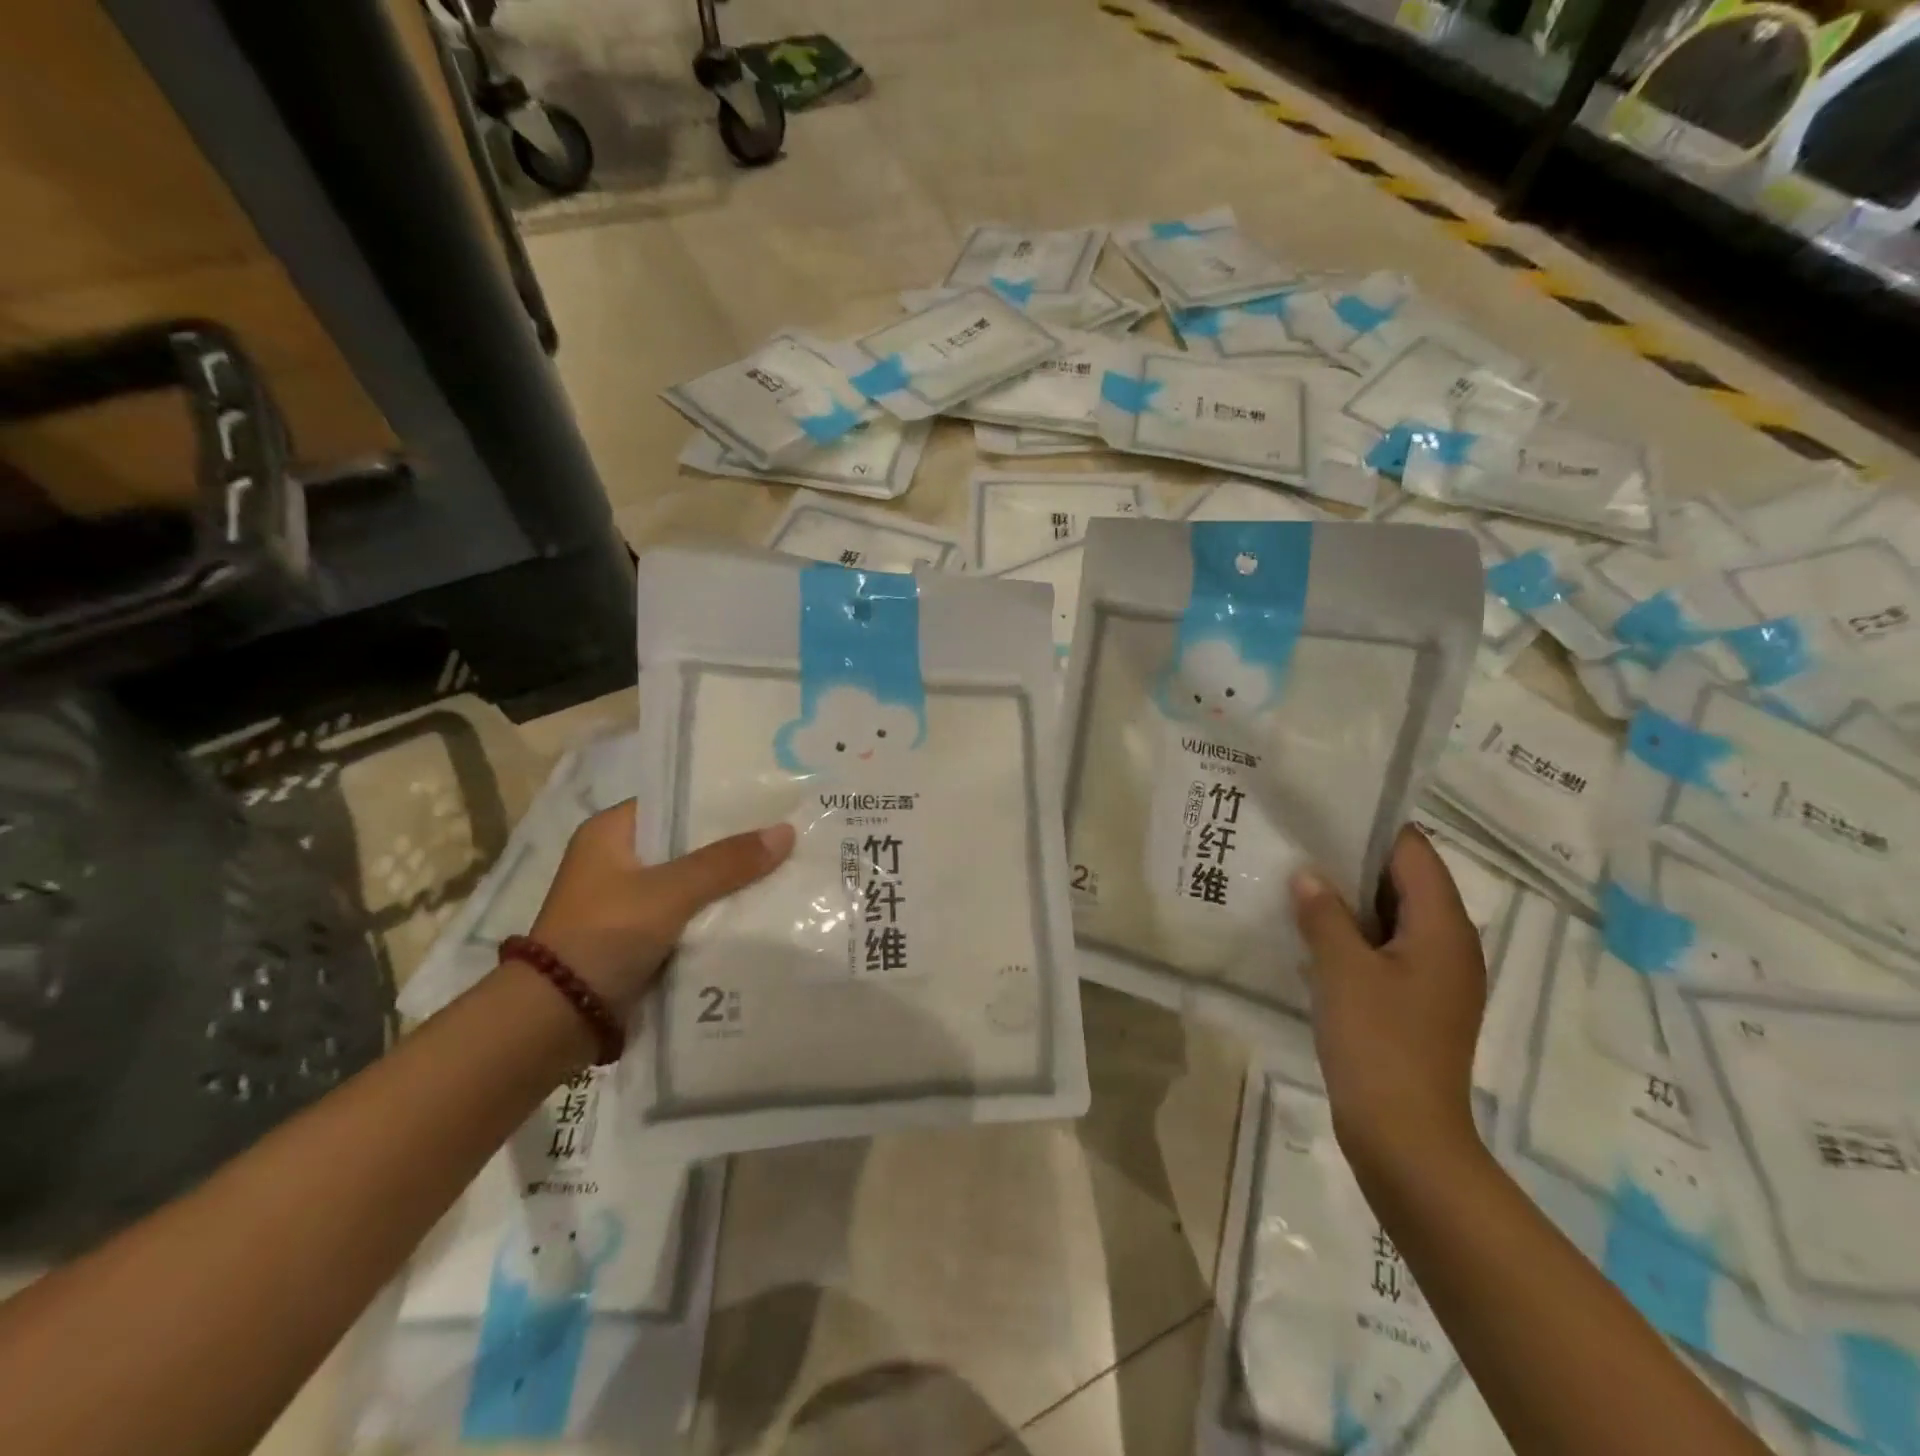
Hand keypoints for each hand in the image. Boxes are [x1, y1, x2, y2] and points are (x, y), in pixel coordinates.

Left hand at [527, 800, 795, 1011]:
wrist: (558, 1019)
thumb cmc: (606, 935)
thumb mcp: (671, 892)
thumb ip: (727, 862)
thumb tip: (787, 831)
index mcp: (611, 832)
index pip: (676, 800)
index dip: (721, 800)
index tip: (768, 800)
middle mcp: (618, 860)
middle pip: (688, 843)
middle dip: (733, 845)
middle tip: (786, 834)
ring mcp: (628, 901)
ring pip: (692, 881)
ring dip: (728, 882)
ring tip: (784, 868)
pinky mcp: (639, 936)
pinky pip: (689, 914)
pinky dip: (717, 913)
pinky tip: (759, 909)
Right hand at [1291, 826, 1487, 1189]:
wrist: (1405, 1137)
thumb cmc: (1378, 1043)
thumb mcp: (1341, 969)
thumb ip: (1323, 914)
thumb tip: (1307, 876)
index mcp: (1443, 928)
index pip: (1413, 853)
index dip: (1371, 830)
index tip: (1322, 814)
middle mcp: (1450, 946)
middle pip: (1405, 883)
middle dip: (1353, 863)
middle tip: (1299, 845)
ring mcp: (1434, 978)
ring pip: (1392, 918)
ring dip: (1349, 901)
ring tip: (1297, 882)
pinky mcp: (1415, 1004)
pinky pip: (1384, 950)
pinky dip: (1352, 936)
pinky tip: (1310, 935)